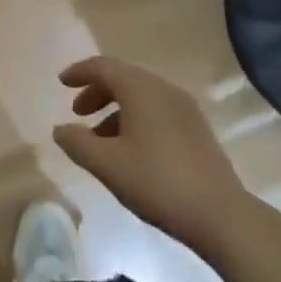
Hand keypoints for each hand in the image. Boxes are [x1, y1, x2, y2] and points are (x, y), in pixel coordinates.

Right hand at [52, 57, 249, 255]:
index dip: (79, 72)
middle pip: (124, 78)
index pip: (103, 67)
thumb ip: (77, 143)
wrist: (220, 214)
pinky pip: (157, 111)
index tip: (61, 82)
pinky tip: (129, 150)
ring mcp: (185, 108)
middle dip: (97, 92)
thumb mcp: (107, 164)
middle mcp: (164, 89)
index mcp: (141, 89)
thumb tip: (60, 129)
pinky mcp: (197, 129)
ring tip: (99, 139)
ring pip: (141, 96)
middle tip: (78, 113)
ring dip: (115, 109)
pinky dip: (135, 119)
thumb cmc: (157, 182)